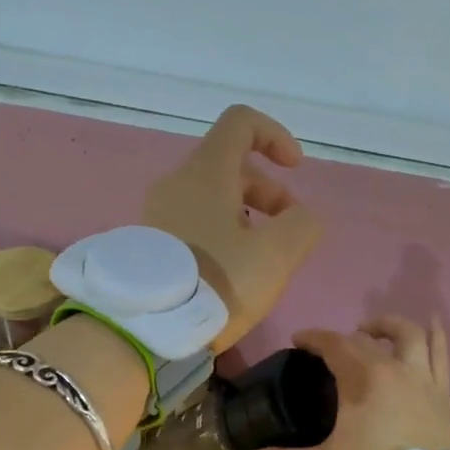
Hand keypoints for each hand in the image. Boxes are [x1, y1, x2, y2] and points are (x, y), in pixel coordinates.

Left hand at [144, 106, 321, 350]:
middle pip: (230, 166)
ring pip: (212, 199)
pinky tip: (230, 273)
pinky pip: (193, 224)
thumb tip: (304, 218)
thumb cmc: (216, 282)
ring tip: (261, 260)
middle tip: (288, 234)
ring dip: (247, 218)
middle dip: (269, 192)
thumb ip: (302, 225)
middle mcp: (177, 183)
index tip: (296, 169)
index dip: (275, 136)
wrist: (146, 327)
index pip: (241, 122)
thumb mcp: (276, 255)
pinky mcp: (149, 244)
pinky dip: (221, 235)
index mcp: (206, 172)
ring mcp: (157, 214)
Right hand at [244, 316, 449, 449]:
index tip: (298, 339)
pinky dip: (436, 337)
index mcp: (362, 379)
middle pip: (369, 339)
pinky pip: (442, 356)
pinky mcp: (444, 395)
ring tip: (378, 328)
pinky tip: (433, 325)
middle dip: (347, 336)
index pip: (334, 345)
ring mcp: (424, 380)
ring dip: (392, 326)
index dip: (315, 338)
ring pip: (411, 336)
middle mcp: (395, 369)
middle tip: (335, 346)